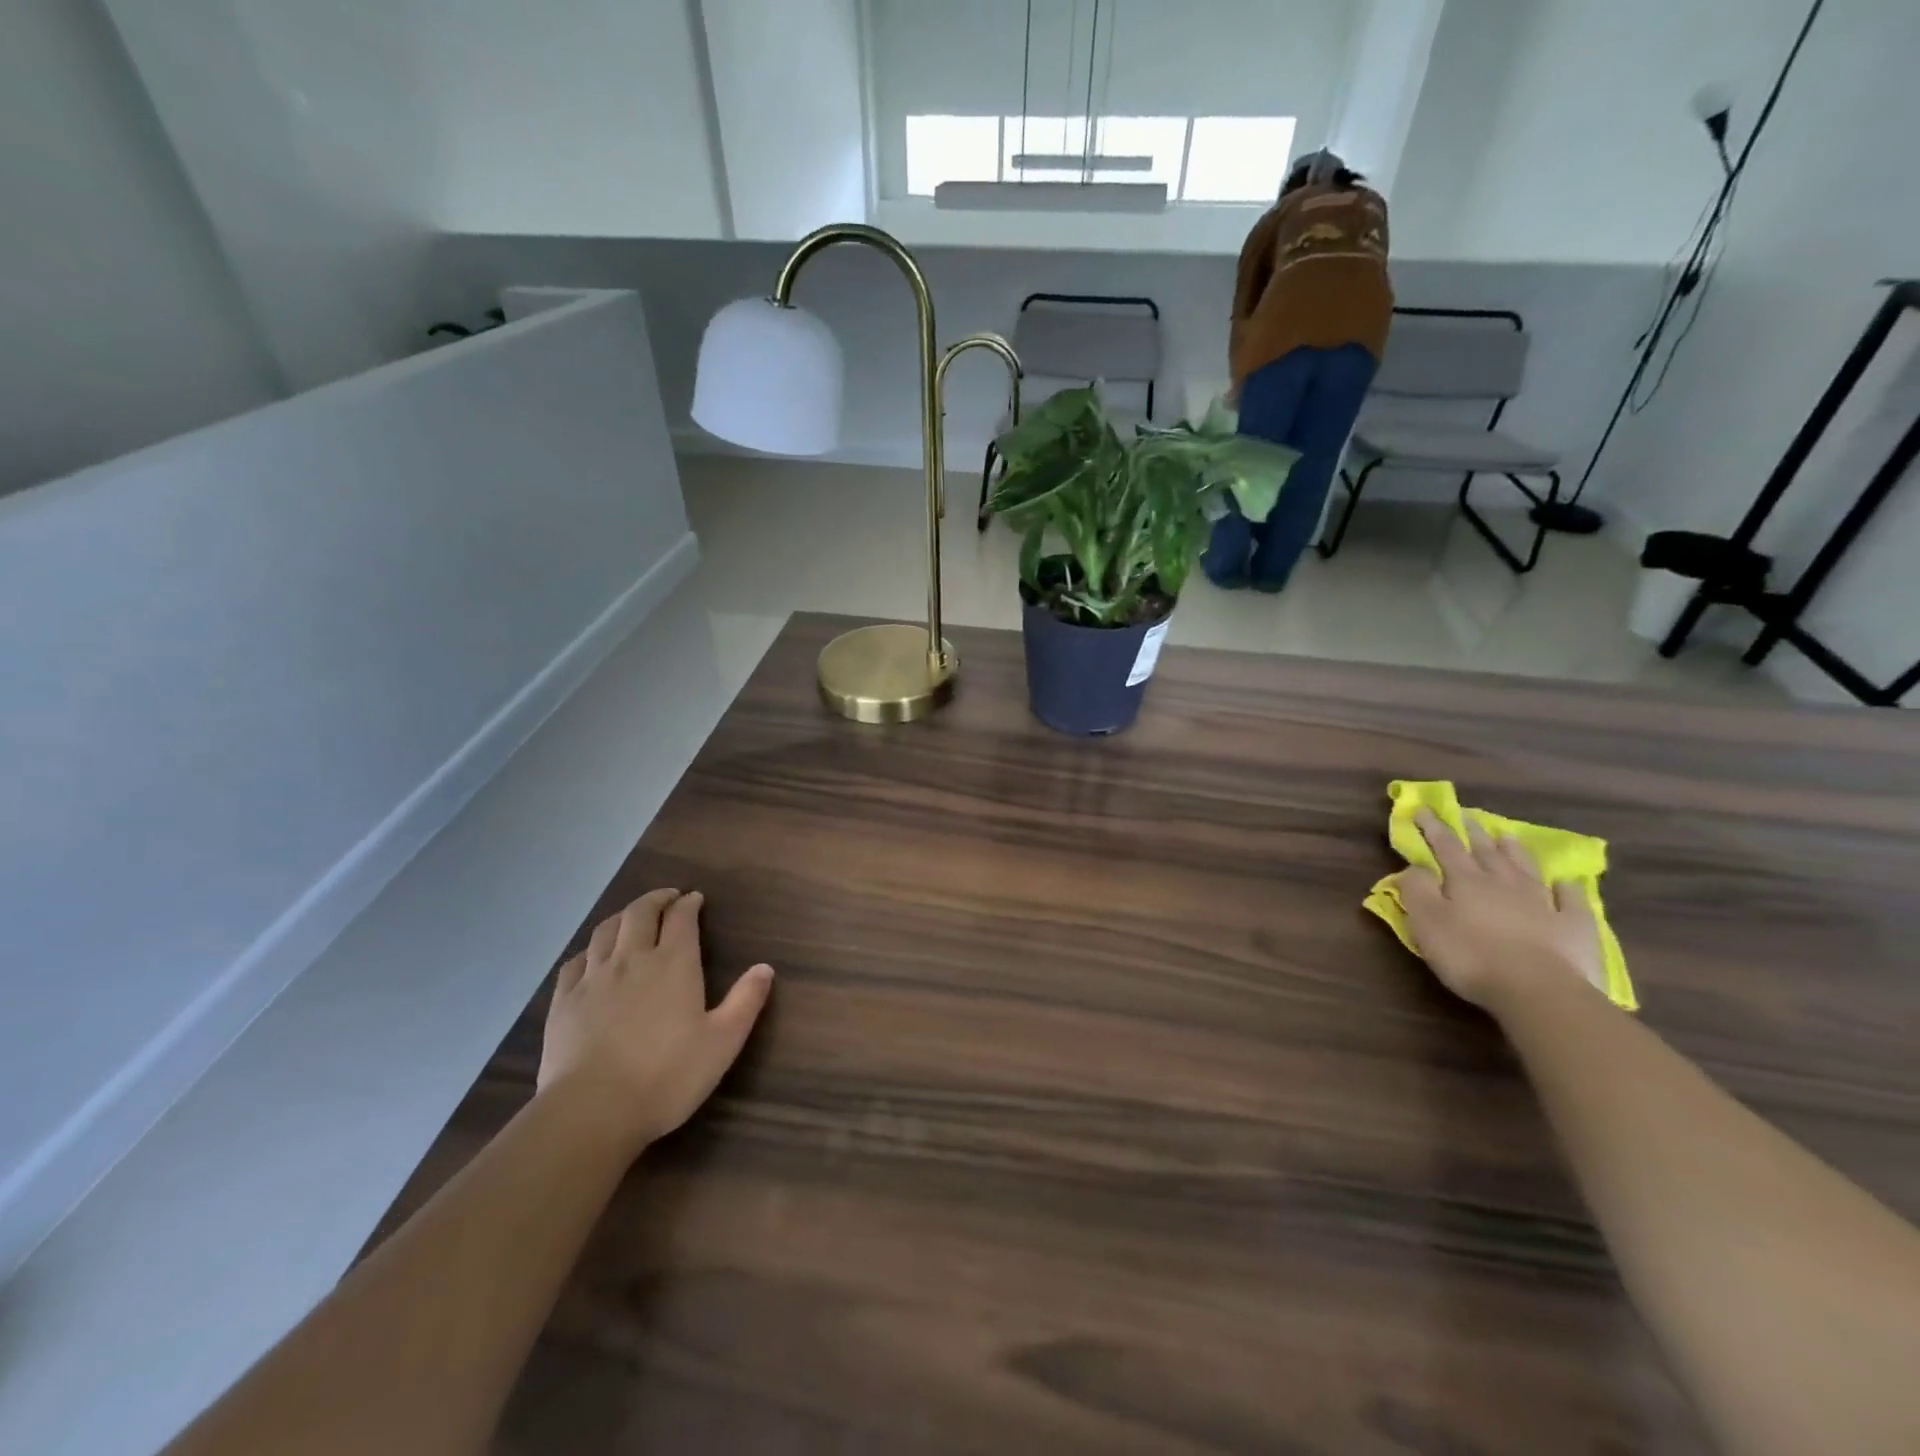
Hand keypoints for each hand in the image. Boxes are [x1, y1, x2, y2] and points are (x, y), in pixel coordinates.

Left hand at [537, 889, 773, 1150]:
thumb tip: (765, 967)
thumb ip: (746, 1001)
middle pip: (640, 913)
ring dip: (623, 916)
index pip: (682, 918)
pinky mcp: (564, 1000)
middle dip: (656, 899)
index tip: (695, 898)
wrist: (592, 1110)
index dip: (689, 903)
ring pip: (606, 930)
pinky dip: (590, 948)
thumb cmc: (667, 1076)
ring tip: (632, 917)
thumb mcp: (723, 1042)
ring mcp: (593, 978)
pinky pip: (576, 960)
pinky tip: (592, 956)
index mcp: (674, 964)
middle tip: (667, 897)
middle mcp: (633, 959)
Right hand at [1399, 812, 1605, 1010]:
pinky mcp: (1574, 927)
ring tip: (1506, 836)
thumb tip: (1415, 866)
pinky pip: (1571, 901)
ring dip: (1514, 851)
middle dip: (1472, 833)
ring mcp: (1543, 903)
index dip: (1433, 827)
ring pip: (1525, 869)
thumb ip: (1416, 890)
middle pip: (1486, 852)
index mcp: (1466, 882)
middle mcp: (1504, 884)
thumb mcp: (1426, 922)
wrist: (1539, 990)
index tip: (1424, 808)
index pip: (1446, 847)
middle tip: (1466, 815)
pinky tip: (1565, 883)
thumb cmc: (1471, 955)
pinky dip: (1567, 889)